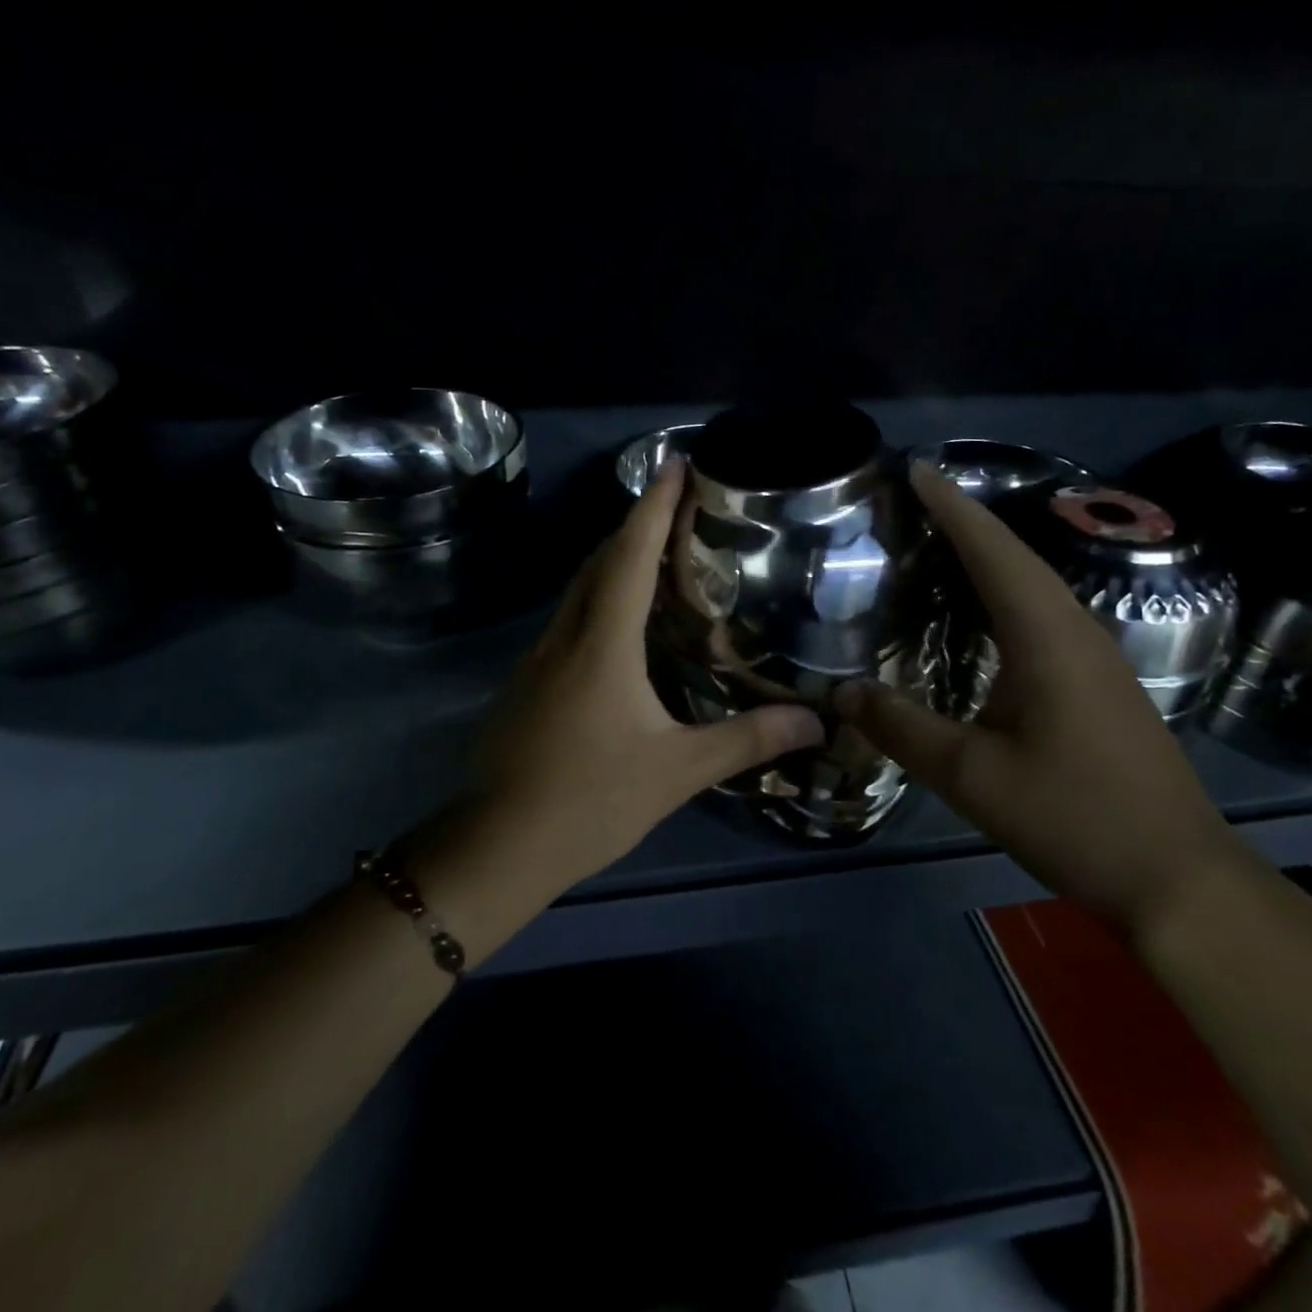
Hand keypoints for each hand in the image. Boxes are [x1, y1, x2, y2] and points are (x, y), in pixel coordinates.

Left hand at [464, 462, 824, 888]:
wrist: (496, 847)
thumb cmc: (589, 799)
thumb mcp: (677, 771)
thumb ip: (746, 740)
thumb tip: (815, 722)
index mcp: (601, 642)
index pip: (630, 555)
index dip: (654, 506)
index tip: (676, 464)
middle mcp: (565, 636)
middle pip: (599, 562)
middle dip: (636, 526)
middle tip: (677, 508)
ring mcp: (537, 660)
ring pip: (579, 591)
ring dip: (613, 563)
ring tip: (657, 558)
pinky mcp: (527, 685)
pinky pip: (568, 622)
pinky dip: (599, 602)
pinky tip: (620, 629)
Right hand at [834, 460, 1249, 929]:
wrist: (1178, 879)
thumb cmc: (1073, 818)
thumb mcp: (970, 776)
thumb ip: (901, 728)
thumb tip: (838, 693)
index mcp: (1047, 638)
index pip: (993, 552)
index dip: (952, 508)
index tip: (916, 470)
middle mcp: (1076, 631)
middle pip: (1017, 557)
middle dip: (966, 523)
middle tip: (913, 502)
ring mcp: (1097, 657)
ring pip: (1034, 585)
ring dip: (988, 556)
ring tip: (937, 544)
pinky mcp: (1101, 682)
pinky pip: (1044, 615)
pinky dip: (1004, 595)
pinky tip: (980, 614)